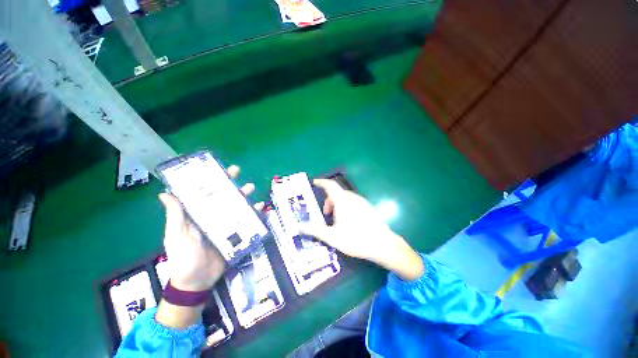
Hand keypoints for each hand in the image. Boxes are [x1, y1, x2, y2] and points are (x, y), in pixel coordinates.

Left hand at [158, 165, 258, 291]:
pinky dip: (255, 214)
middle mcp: (214, 216)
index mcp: (199, 214)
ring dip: (245, 196)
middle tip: (237, 173)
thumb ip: (175, 215)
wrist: (197, 279)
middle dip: (231, 184)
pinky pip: (248, 221)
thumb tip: (165, 193)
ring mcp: (227, 225)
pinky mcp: (237, 233)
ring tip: (251, 189)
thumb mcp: (177, 234)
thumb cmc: (184, 256)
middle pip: (224, 197)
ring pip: (238, 206)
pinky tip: (261, 207)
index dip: (211, 180)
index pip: (206, 193)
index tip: (217, 168)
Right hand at [300, 179, 423, 280]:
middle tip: (325, 214)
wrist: (383, 244)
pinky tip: (348, 222)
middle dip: (329, 201)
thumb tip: (299, 226)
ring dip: (337, 205)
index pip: (330, 185)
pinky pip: (353, 203)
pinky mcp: (368, 208)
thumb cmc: (355, 238)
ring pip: (345, 198)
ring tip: (336, 220)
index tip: (315, 182)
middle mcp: (353, 198)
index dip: (321, 182)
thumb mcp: (332, 236)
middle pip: (337, 193)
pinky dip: (345, 207)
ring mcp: (362, 203)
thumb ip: (315, 230)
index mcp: (343, 200)